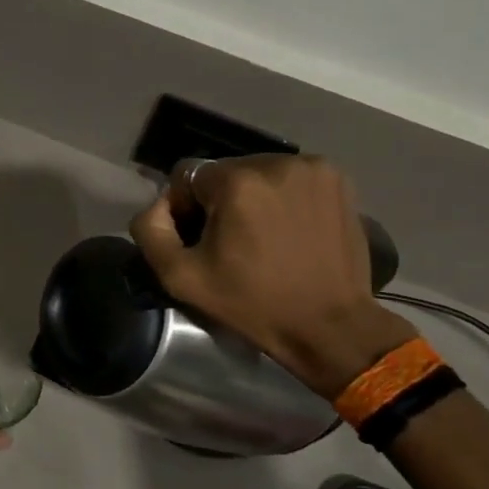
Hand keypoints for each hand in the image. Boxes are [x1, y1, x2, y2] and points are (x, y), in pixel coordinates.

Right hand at [129, 155, 415, 398]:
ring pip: (259, 173)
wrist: (330, 326)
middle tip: (231, 242)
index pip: (188, 175)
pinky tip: (290, 229)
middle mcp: (275, 162)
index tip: (201, 241)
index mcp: (236, 181)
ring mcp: (312, 169)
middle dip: (220, 201)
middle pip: (225, 172)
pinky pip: (291, 178)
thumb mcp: (181, 278)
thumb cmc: (253, 303)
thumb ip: (150, 231)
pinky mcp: (338, 180)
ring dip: (253, 197)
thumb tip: (159, 205)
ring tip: (263, 237)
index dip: (185, 208)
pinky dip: (284, 197)